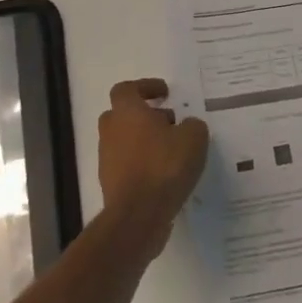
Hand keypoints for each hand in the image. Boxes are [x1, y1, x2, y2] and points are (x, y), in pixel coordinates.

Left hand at [97, 78, 208, 249]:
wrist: (138, 215)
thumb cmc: (164, 165)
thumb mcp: (194, 137)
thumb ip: (192, 125)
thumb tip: (187, 126)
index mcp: (126, 112)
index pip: (127, 89)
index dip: (145, 87)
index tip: (165, 94)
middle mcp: (111, 131)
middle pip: (123, 115)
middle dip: (145, 116)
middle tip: (170, 122)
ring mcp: (107, 159)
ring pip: (125, 141)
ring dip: (145, 141)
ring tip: (173, 151)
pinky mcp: (110, 184)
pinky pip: (127, 165)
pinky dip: (143, 164)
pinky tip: (165, 175)